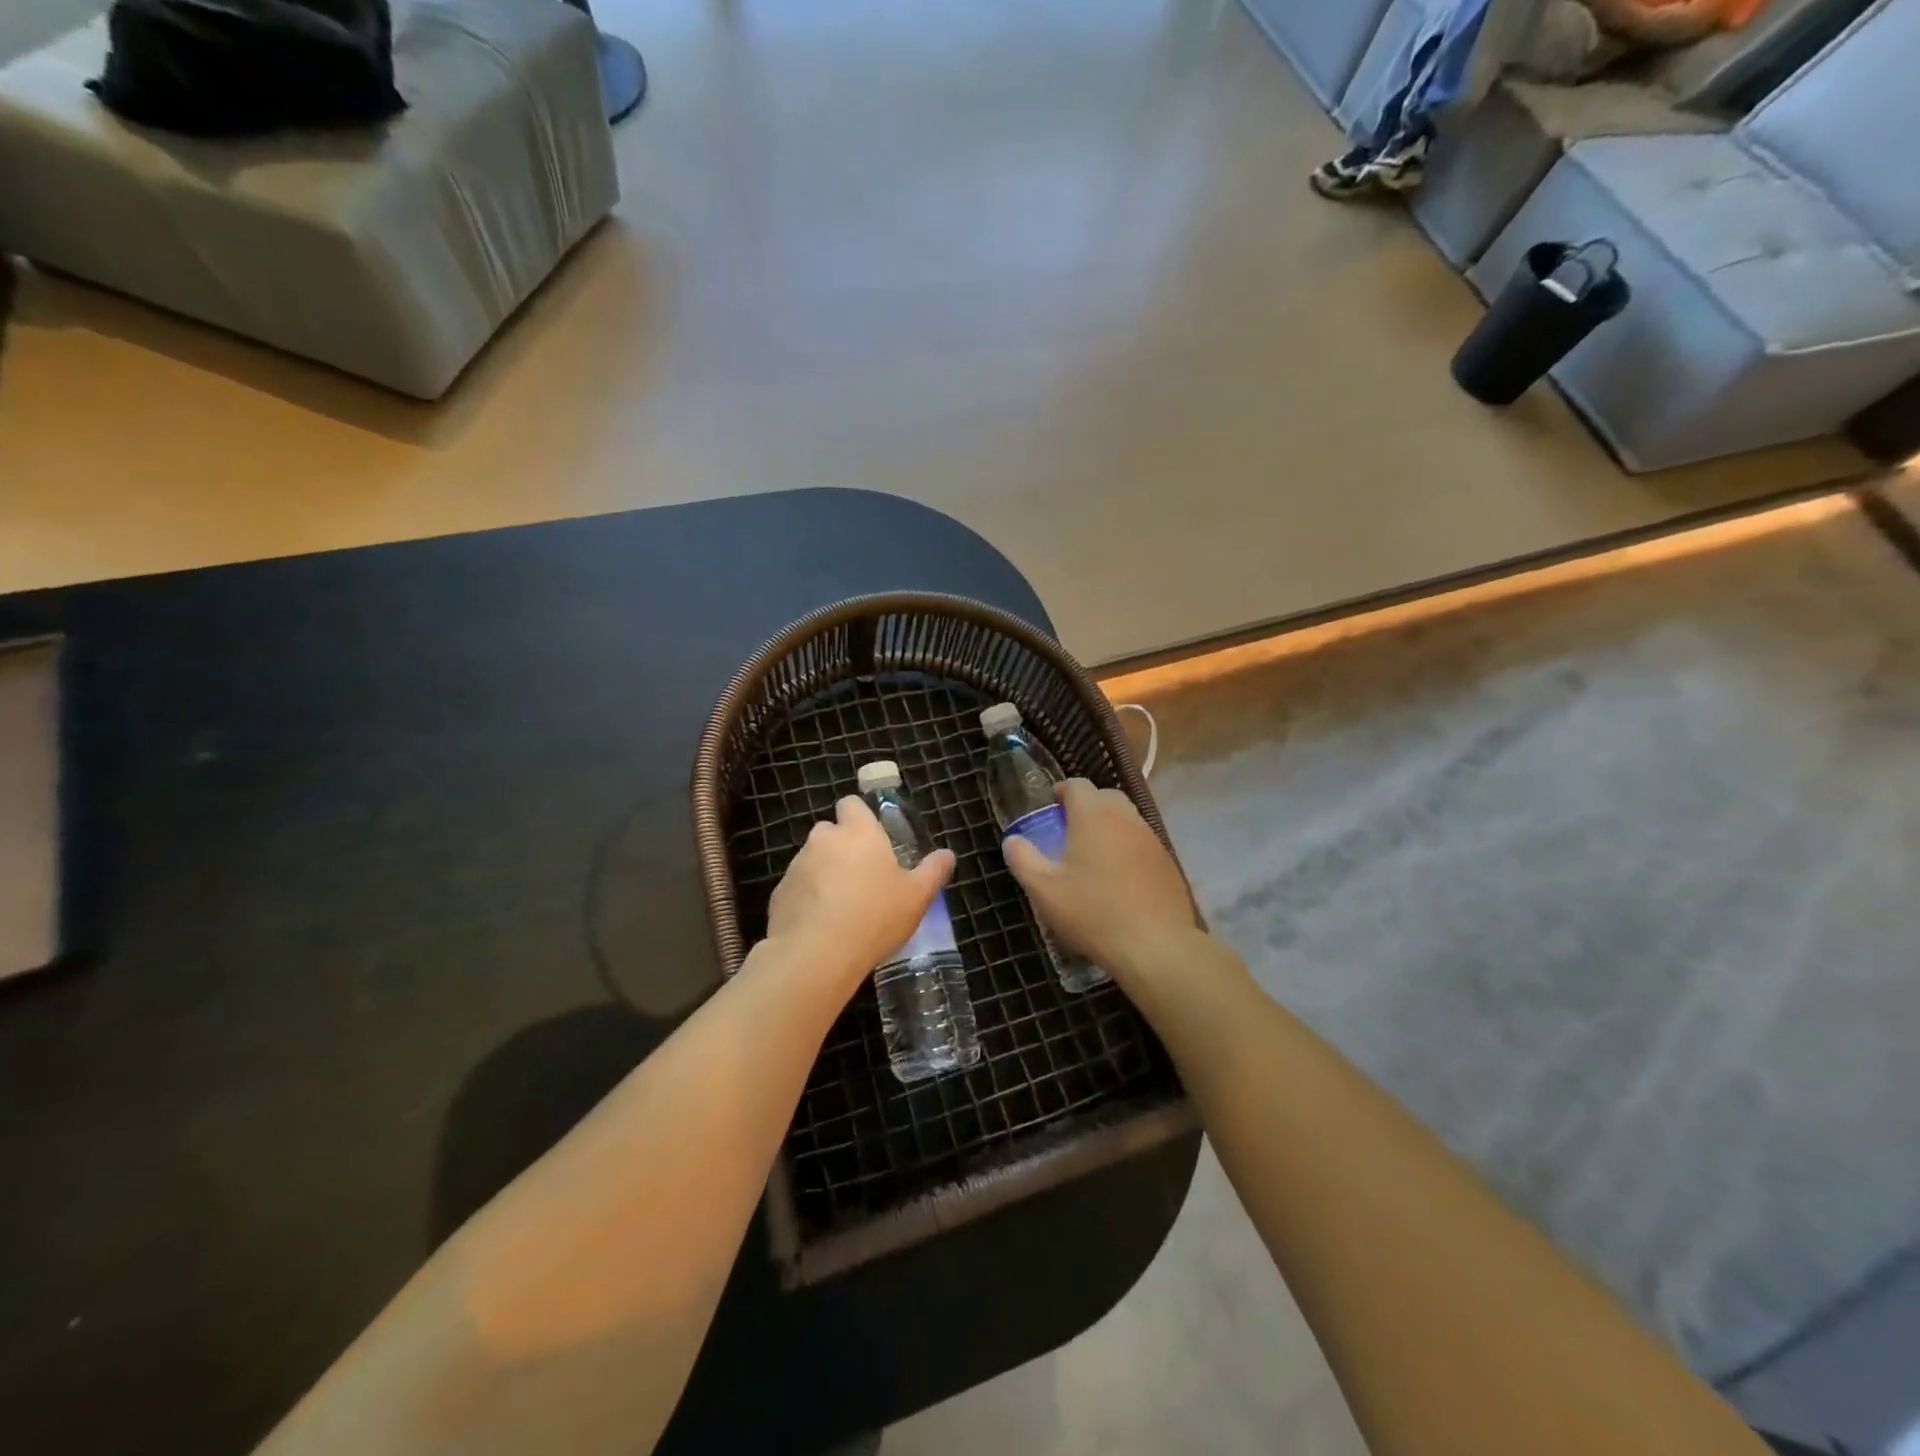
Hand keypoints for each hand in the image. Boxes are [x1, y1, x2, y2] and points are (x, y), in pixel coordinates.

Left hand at [765, 796, 954, 992]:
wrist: (816, 955)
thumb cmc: (875, 916)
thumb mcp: (916, 897)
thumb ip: (933, 871)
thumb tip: (947, 855)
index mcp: (859, 832)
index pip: (851, 804)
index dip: (860, 817)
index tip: (874, 839)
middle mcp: (824, 839)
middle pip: (831, 831)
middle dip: (843, 847)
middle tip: (863, 877)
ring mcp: (797, 865)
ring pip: (813, 859)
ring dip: (825, 873)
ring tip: (843, 906)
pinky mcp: (779, 892)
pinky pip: (798, 887)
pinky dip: (808, 898)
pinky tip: (822, 925)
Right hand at [1002, 779, 1198, 983]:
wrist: (1155, 946)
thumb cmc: (1092, 912)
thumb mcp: (1044, 890)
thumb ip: (1023, 859)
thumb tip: (1013, 840)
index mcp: (1093, 816)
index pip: (1077, 785)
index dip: (1061, 792)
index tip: (1050, 808)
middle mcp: (1125, 818)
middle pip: (1105, 796)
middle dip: (1086, 806)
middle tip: (1068, 831)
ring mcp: (1151, 839)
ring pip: (1126, 819)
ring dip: (1108, 827)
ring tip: (1092, 856)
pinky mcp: (1168, 862)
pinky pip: (1142, 843)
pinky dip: (1127, 848)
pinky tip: (1118, 878)